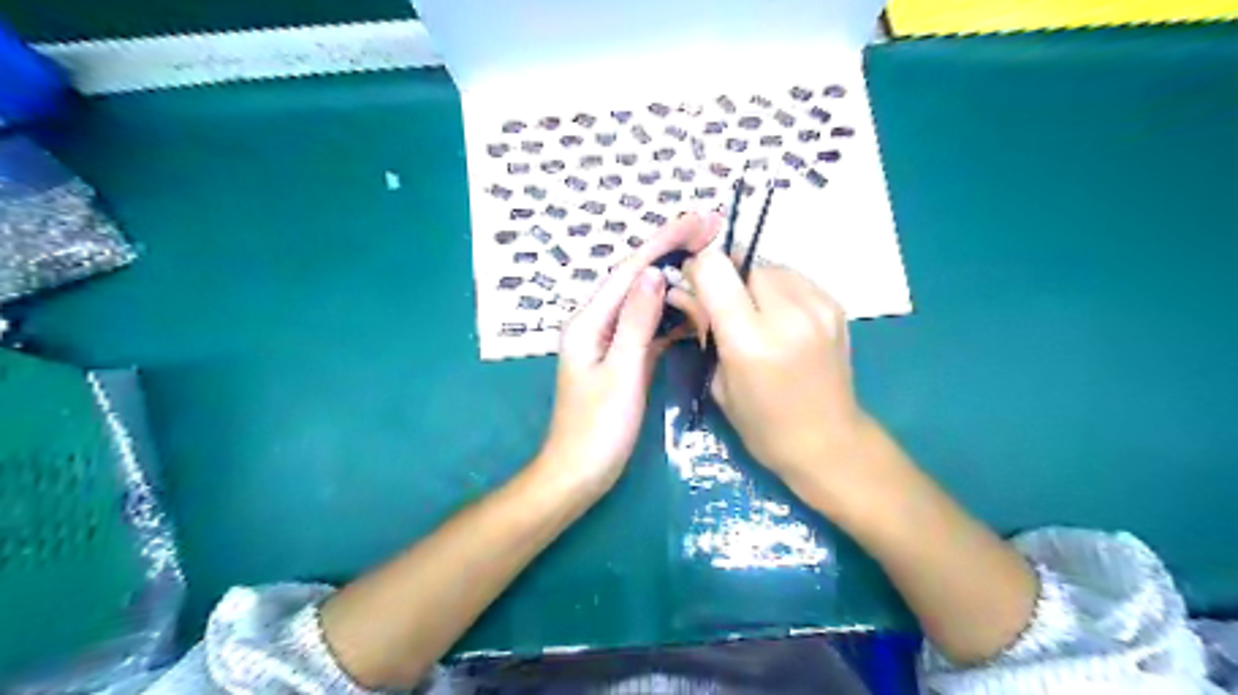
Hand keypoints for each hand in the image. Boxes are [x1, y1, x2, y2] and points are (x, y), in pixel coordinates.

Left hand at [543, 212, 726, 487]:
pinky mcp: (623, 358)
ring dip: (676, 279)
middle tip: (712, 227)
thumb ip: (636, 323)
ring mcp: (610, 341)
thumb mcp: (621, 373)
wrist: (579, 472)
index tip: (700, 219)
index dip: (665, 242)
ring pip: (646, 300)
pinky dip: (672, 314)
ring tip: (709, 259)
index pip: (630, 270)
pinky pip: (650, 327)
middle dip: (672, 250)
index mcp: (589, 322)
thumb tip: (654, 275)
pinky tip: (694, 308)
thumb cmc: (598, 429)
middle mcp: (596, 323)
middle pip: (637, 278)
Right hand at [686, 254, 867, 495]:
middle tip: (724, 309)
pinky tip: (779, 318)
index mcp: (751, 340)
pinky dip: (778, 289)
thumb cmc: (763, 425)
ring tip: (754, 314)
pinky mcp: (835, 306)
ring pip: (770, 266)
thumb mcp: (718, 383)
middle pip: (744, 262)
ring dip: (753, 282)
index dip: (698, 271)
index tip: (694, 288)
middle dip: (727, 279)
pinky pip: (794, 278)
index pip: (715, 268)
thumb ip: (702, 330)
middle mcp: (788, 314)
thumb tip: (680, 290)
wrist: (828, 442)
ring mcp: (818, 306)